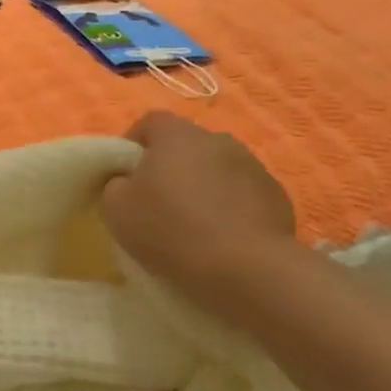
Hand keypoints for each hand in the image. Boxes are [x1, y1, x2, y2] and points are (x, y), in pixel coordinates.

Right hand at [99, 112, 297, 298]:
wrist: (245, 267)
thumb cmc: (170, 229)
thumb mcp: (116, 208)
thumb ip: (115, 185)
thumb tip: (126, 182)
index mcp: (177, 135)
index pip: (150, 123)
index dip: (133, 145)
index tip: (125, 176)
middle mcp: (218, 139)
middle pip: (186, 146)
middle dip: (170, 168)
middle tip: (156, 203)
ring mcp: (253, 166)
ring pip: (216, 170)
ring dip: (202, 187)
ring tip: (191, 224)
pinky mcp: (276, 195)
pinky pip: (242, 195)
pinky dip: (229, 208)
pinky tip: (220, 238)